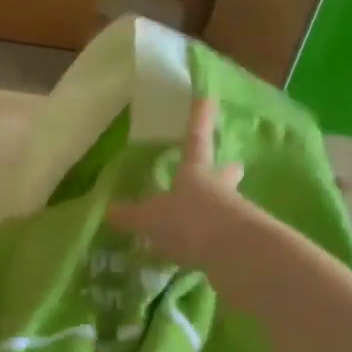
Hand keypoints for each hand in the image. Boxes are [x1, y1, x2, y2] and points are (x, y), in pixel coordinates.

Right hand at [106, 97, 244, 267]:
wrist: (236, 252)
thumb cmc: (190, 222)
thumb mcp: (150, 219)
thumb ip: (131, 216)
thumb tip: (109, 211)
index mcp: (195, 173)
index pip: (195, 140)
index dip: (199, 120)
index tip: (208, 98)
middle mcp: (218, 189)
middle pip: (224, 173)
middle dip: (226, 170)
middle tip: (234, 165)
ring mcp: (235, 215)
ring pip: (227, 205)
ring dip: (220, 208)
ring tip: (206, 219)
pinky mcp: (243, 243)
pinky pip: (224, 236)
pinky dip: (213, 241)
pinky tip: (204, 253)